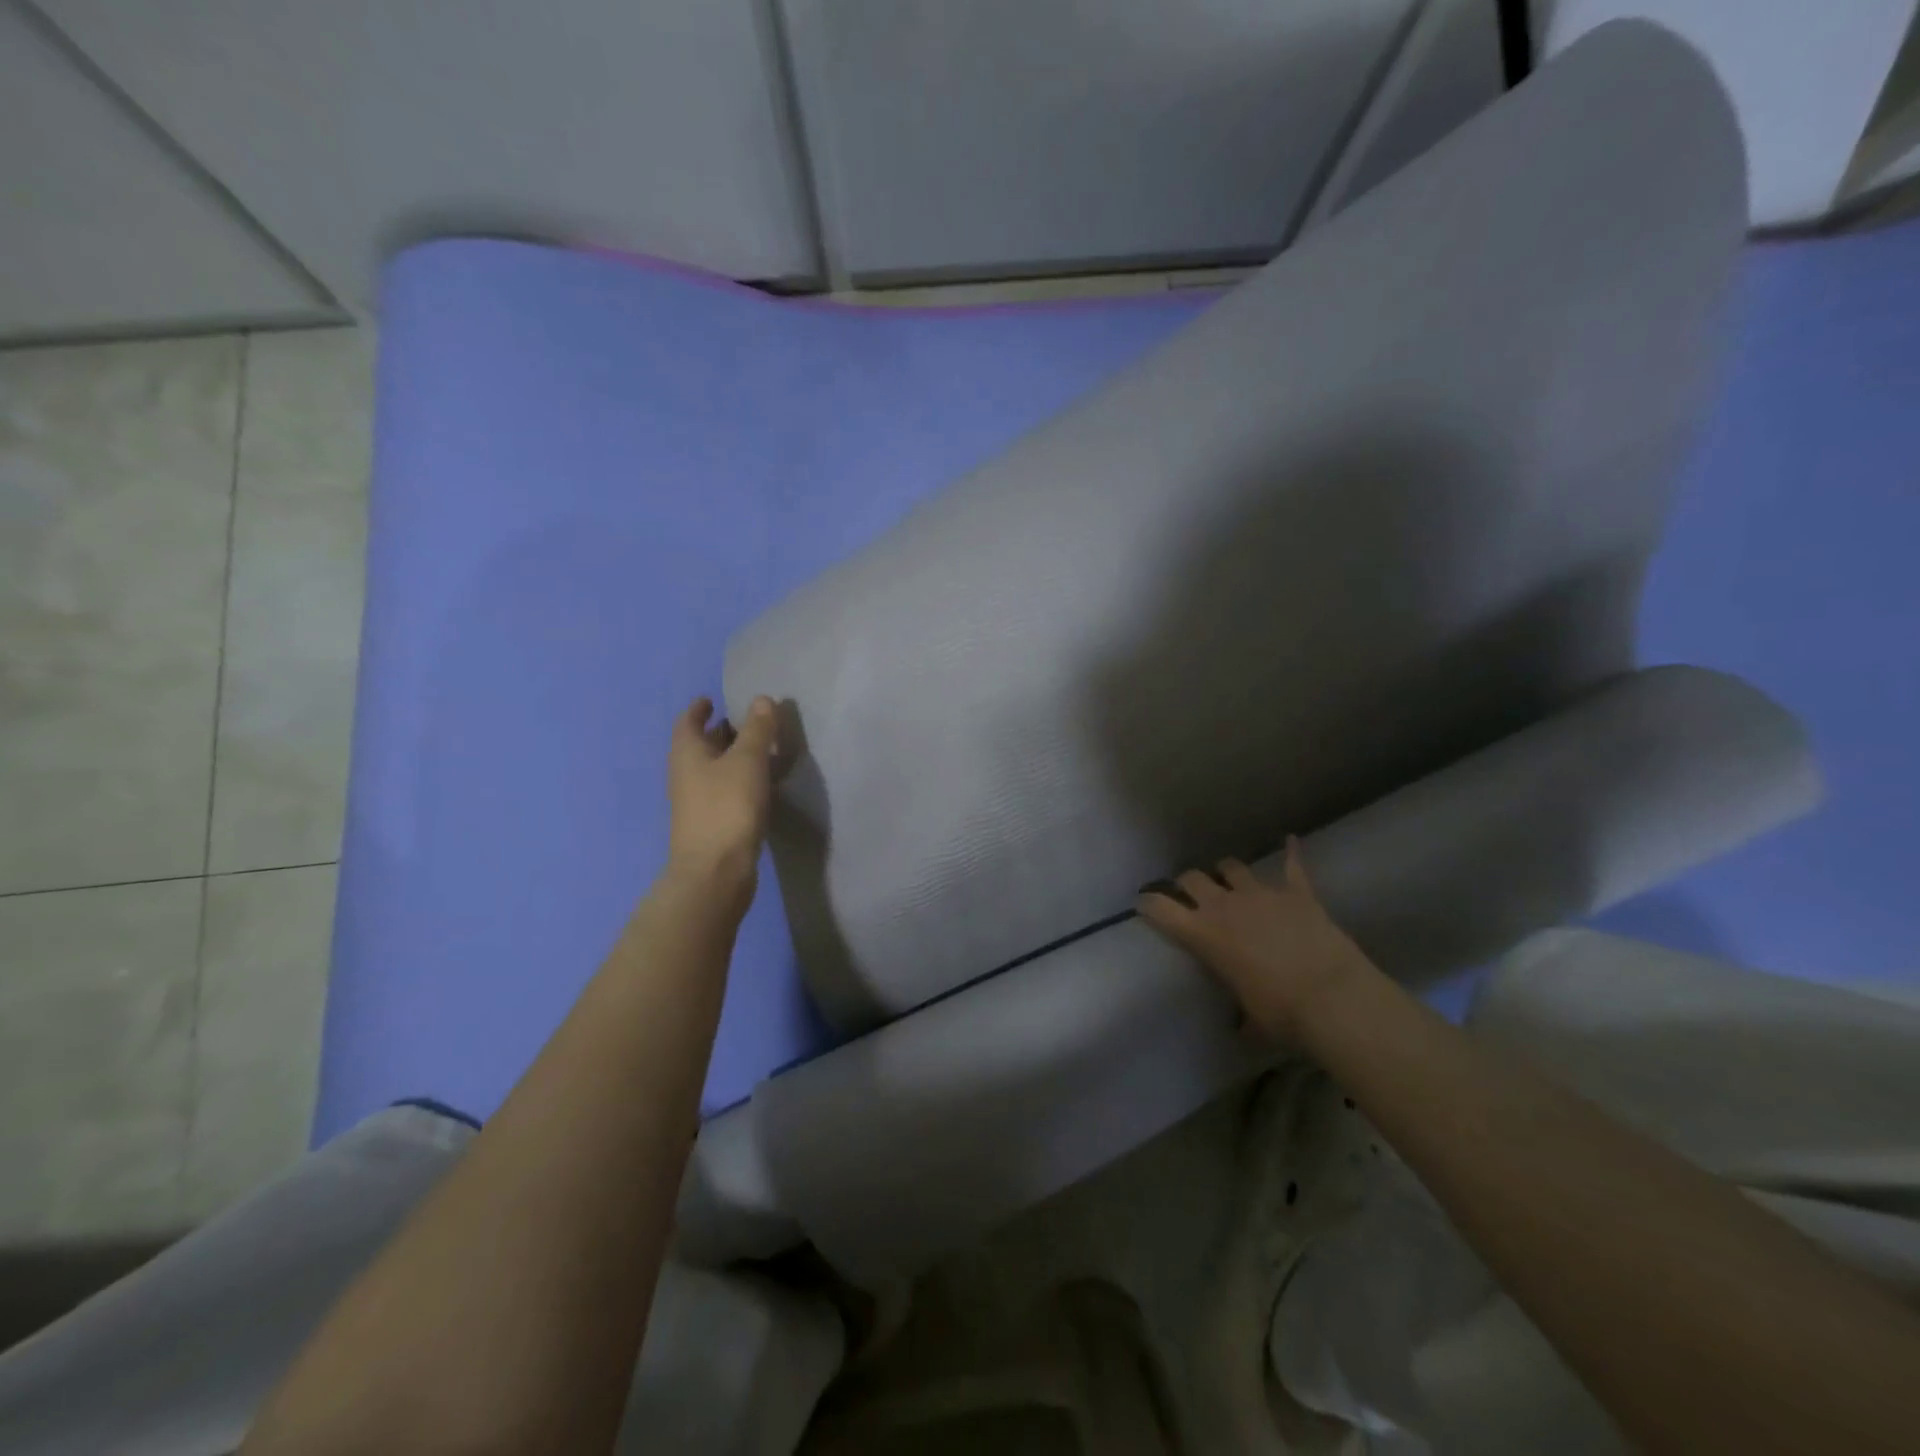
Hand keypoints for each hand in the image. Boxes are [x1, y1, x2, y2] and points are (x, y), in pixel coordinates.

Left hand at [666, 695, 779, 898]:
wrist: (715, 871)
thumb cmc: (727, 807)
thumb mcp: (748, 760)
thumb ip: (757, 729)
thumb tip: (762, 699)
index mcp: (687, 753)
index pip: (688, 721)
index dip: (700, 708)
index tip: (714, 699)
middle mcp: (685, 774)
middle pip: (701, 745)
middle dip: (721, 732)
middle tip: (748, 722)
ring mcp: (696, 801)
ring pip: (713, 769)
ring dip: (732, 757)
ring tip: (761, 750)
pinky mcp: (711, 823)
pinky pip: (723, 791)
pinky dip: (738, 780)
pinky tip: (759, 784)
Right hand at [1136, 837, 1369, 1041]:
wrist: (1333, 997)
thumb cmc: (1282, 1013)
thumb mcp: (1250, 1019)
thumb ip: (1239, 1014)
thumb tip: (1240, 1027)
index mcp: (1204, 935)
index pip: (1161, 909)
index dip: (1148, 902)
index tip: (1142, 902)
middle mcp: (1225, 905)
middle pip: (1193, 878)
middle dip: (1187, 883)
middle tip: (1189, 892)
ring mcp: (1261, 894)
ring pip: (1232, 867)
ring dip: (1226, 871)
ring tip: (1228, 877)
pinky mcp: (1297, 893)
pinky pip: (1293, 865)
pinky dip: (1291, 852)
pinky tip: (1291, 840)